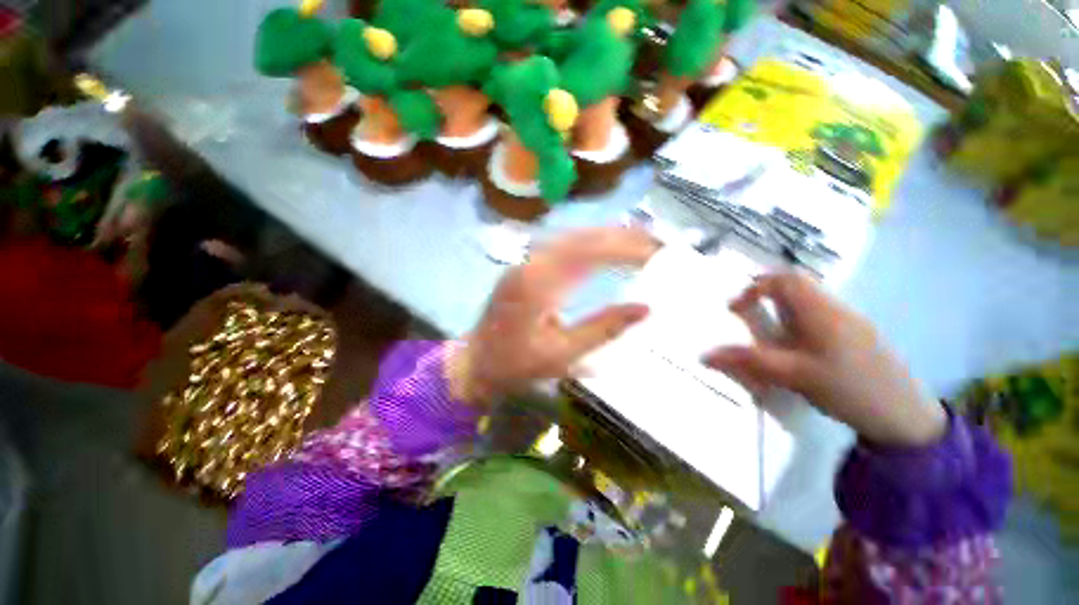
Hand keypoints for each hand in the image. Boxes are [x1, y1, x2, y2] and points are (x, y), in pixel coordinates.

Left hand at [449, 228, 658, 403]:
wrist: (476, 363)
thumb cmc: (517, 365)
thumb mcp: (563, 355)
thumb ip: (604, 329)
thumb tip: (646, 308)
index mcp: (538, 283)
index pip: (588, 253)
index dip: (624, 248)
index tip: (655, 251)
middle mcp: (531, 263)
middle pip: (581, 237)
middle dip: (621, 235)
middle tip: (656, 239)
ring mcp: (525, 262)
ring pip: (572, 237)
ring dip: (607, 235)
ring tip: (641, 238)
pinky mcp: (525, 266)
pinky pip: (562, 245)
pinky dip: (590, 242)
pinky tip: (607, 246)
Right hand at [704, 273, 945, 446]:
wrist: (897, 406)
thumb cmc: (845, 385)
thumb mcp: (796, 375)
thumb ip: (753, 362)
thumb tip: (706, 353)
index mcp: (818, 305)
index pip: (782, 278)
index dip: (755, 287)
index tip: (734, 310)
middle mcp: (833, 304)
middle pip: (796, 290)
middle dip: (769, 304)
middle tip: (752, 332)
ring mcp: (848, 321)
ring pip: (809, 309)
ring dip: (786, 322)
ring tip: (774, 354)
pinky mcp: (857, 338)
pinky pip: (822, 326)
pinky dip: (803, 336)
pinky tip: (804, 365)